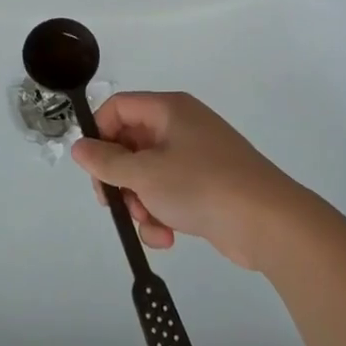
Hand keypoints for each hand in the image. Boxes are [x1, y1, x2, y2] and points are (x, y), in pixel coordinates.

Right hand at [70, 93, 310, 270]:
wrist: (267, 222)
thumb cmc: (201, 186)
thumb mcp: (145, 174)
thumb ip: (106, 161)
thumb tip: (78, 146)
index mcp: (168, 109)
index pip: (118, 108)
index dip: (100, 135)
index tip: (94, 169)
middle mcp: (181, 126)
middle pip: (130, 144)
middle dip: (120, 180)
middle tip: (115, 204)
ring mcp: (195, 156)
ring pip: (147, 175)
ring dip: (141, 204)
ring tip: (151, 225)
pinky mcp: (205, 185)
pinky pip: (169, 193)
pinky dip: (162, 214)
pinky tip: (167, 237)